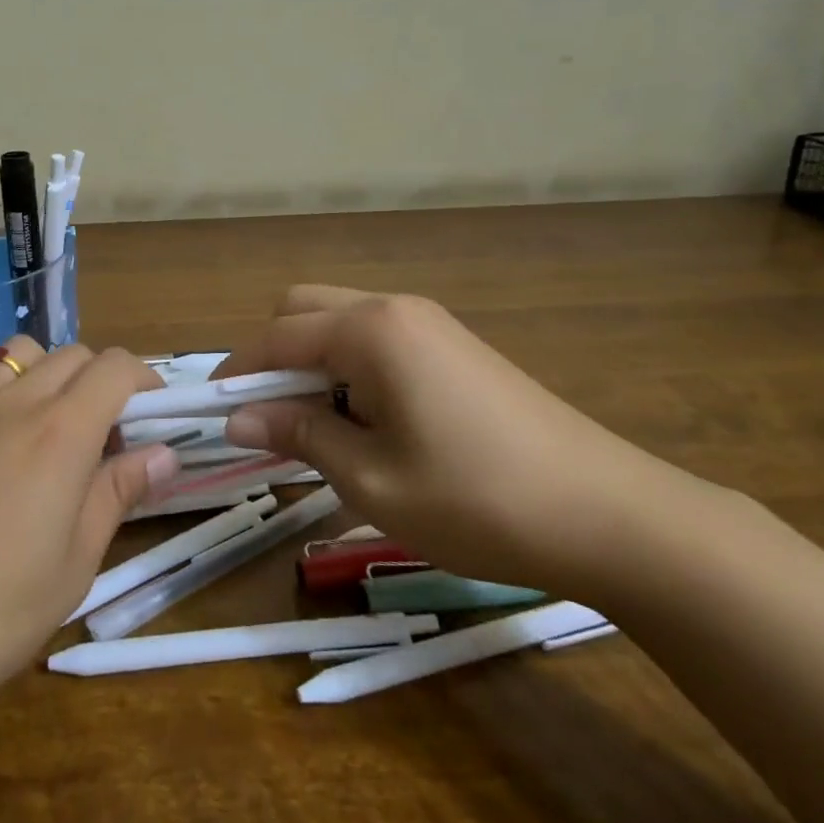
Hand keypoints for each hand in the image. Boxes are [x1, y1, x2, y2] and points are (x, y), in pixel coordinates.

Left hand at [0, 338, 178, 733]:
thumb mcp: (72, 567)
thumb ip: (117, 495)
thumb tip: (163, 453)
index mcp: (61, 432)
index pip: (115, 367)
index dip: (144, 378)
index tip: (152, 410)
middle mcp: (14, 400)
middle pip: (72, 355)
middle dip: (100, 380)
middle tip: (102, 434)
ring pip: (19, 353)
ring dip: (46, 374)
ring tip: (44, 424)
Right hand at [216, 286, 697, 594]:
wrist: (609, 514)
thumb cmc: (476, 499)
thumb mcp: (371, 479)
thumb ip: (298, 435)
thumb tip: (236, 418)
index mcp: (370, 330)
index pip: (277, 336)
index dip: (238, 373)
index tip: (213, 412)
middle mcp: (394, 308)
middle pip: (304, 309)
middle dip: (274, 356)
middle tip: (271, 419)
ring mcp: (429, 323)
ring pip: (341, 322)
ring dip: (312, 363)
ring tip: (319, 428)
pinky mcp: (453, 345)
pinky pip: (377, 339)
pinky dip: (349, 368)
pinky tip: (368, 422)